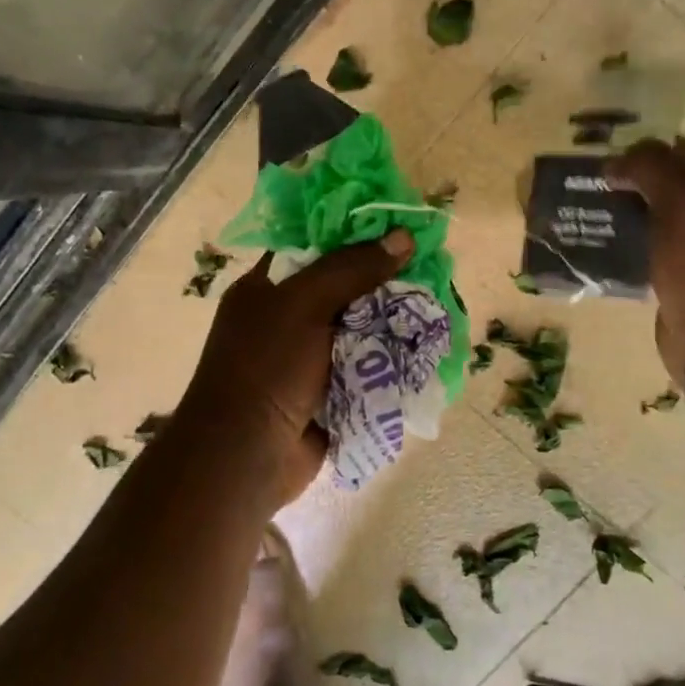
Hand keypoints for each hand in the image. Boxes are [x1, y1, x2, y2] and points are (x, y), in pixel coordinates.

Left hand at [180, 229, 413, 505]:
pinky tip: (426, 346)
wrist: (247, 457)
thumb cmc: (266, 369)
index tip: (398, 227)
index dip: (354, 233)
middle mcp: (288, 319)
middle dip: (385, 281)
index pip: (314, 245)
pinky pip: (367, 366)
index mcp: (268, 288)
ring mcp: (309, 358)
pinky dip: (391, 359)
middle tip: (430, 268)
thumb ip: (352, 268)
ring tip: (437, 305)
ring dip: (393, 322)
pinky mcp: (330, 391)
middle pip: (345, 288)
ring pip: (360, 328)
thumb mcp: (305, 304)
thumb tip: (403, 236)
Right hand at [607, 138, 684, 382]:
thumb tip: (615, 164)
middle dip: (641, 185)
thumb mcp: (680, 197)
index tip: (615, 167)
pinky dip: (640, 246)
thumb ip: (649, 165)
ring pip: (669, 218)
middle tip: (603, 191)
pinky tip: (613, 248)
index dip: (653, 153)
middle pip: (680, 184)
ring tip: (600, 217)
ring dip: (636, 216)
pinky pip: (663, 250)